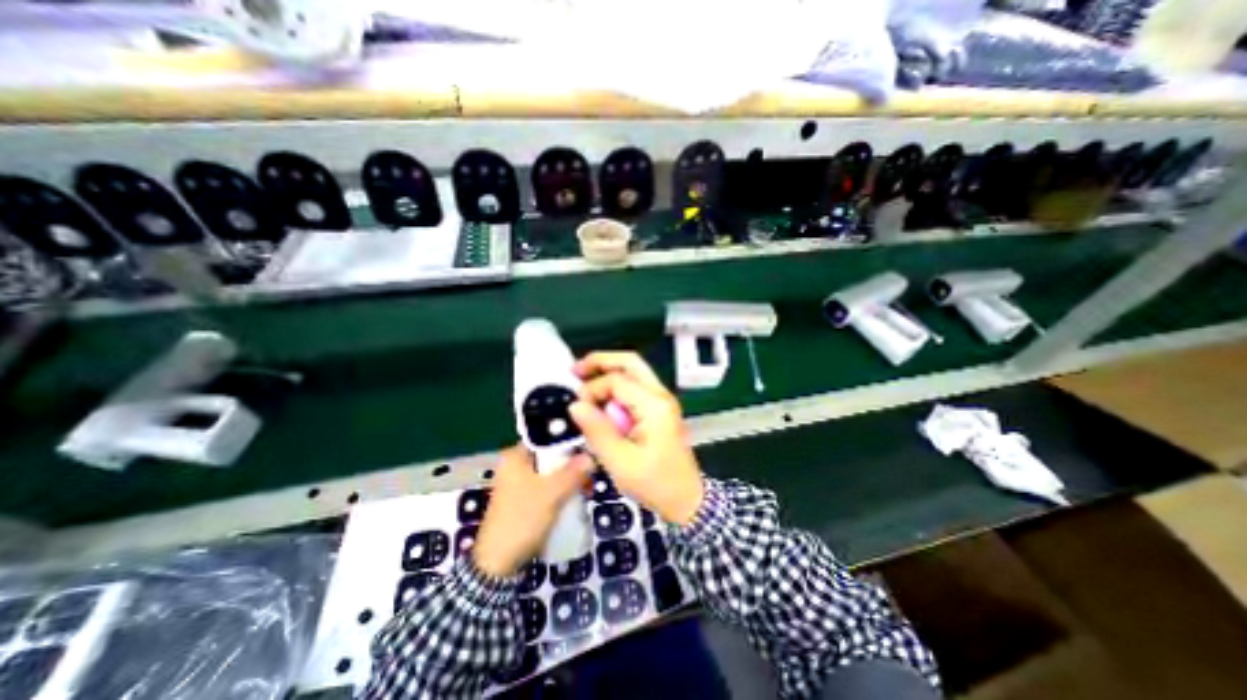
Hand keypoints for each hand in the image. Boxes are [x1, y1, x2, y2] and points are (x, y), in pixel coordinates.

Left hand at [475, 445, 595, 576]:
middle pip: (550, 454)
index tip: (588, 446)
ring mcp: (519, 483)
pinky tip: (576, 495)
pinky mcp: (524, 498)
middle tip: (591, 472)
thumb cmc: (522, 520)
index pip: (546, 437)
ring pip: (550, 471)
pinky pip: (547, 485)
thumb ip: (573, 472)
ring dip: (569, 476)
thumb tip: (592, 455)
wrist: (498, 564)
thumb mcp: (551, 494)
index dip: (568, 440)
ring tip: (587, 486)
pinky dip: (561, 487)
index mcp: (515, 456)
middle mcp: (515, 465)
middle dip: (572, 462)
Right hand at [570, 356, 704, 524]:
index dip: (593, 389)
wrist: (686, 499)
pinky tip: (601, 400)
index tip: (577, 408)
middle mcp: (660, 395)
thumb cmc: (655, 483)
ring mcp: (662, 400)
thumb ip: (597, 430)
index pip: (617, 381)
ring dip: (608, 372)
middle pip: (630, 363)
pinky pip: (635, 388)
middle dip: (601, 361)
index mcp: (654, 405)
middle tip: (575, 370)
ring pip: (633, 372)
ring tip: (584, 381)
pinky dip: (615, 388)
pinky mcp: (659, 409)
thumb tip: (575, 405)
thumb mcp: (620, 462)